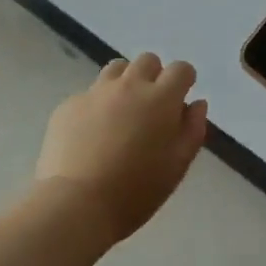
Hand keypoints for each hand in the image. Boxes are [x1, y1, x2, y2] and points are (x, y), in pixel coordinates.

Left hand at [35, 53, 208, 240]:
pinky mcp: (69, 105)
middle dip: (154, 77)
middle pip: (147, 61)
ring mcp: (95, 92)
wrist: (77, 204)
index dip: (184, 81)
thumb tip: (196, 104)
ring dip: (125, 83)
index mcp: (160, 98)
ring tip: (122, 114)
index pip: (180, 69)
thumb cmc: (137, 190)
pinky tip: (92, 135)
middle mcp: (129, 85)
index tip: (180, 100)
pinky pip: (89, 94)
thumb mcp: (177, 165)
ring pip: (116, 69)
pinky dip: (97, 106)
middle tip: (151, 109)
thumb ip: (192, 129)